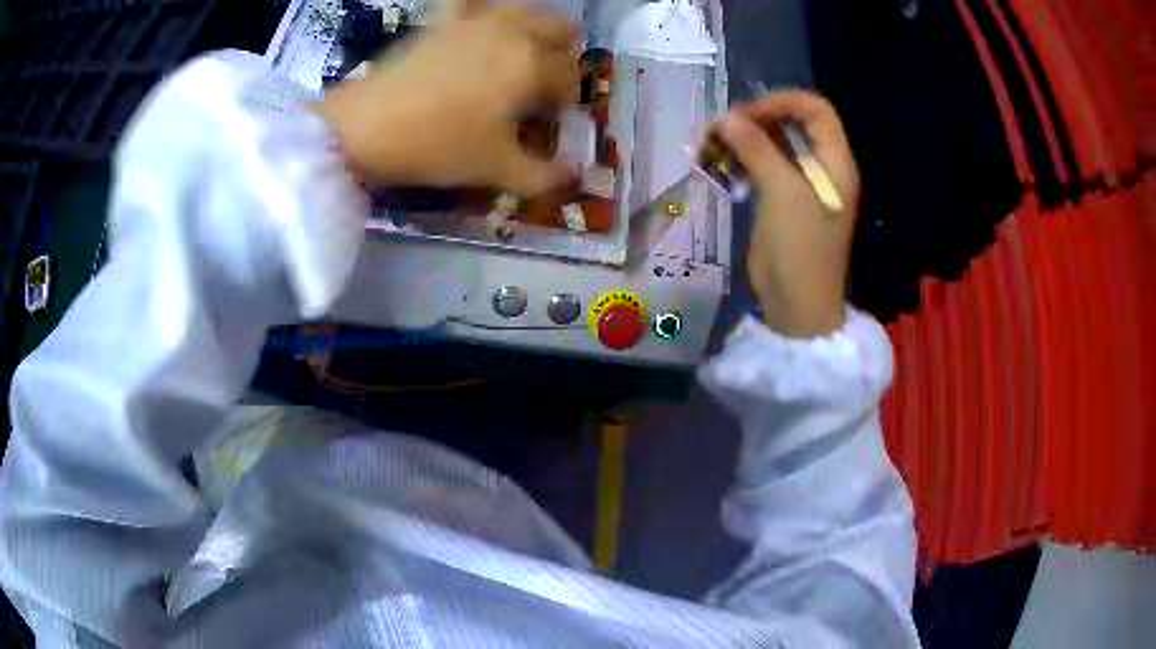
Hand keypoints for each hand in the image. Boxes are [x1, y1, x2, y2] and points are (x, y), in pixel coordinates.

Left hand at [318, 1, 580, 194]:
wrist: (368, 127)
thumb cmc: (438, 146)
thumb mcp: (495, 169)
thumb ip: (543, 176)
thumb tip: (576, 177)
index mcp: (531, 66)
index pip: (570, 76)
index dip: (567, 98)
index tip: (552, 117)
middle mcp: (512, 32)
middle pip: (560, 29)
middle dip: (562, 53)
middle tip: (545, 81)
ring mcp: (476, 20)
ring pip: (525, 7)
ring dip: (535, 25)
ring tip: (524, 49)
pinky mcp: (443, 20)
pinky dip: (482, 6)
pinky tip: (481, 20)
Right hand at [715, 91, 859, 337]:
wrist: (797, 306)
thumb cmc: (801, 249)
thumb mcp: (783, 194)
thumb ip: (757, 150)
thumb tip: (726, 117)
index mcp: (835, 161)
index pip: (815, 110)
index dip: (781, 101)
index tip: (745, 113)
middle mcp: (821, 166)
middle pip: (791, 122)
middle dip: (755, 119)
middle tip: (721, 128)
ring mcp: (801, 183)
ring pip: (772, 143)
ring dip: (742, 139)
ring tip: (710, 145)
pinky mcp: (781, 199)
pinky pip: (761, 165)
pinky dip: (740, 159)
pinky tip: (718, 165)